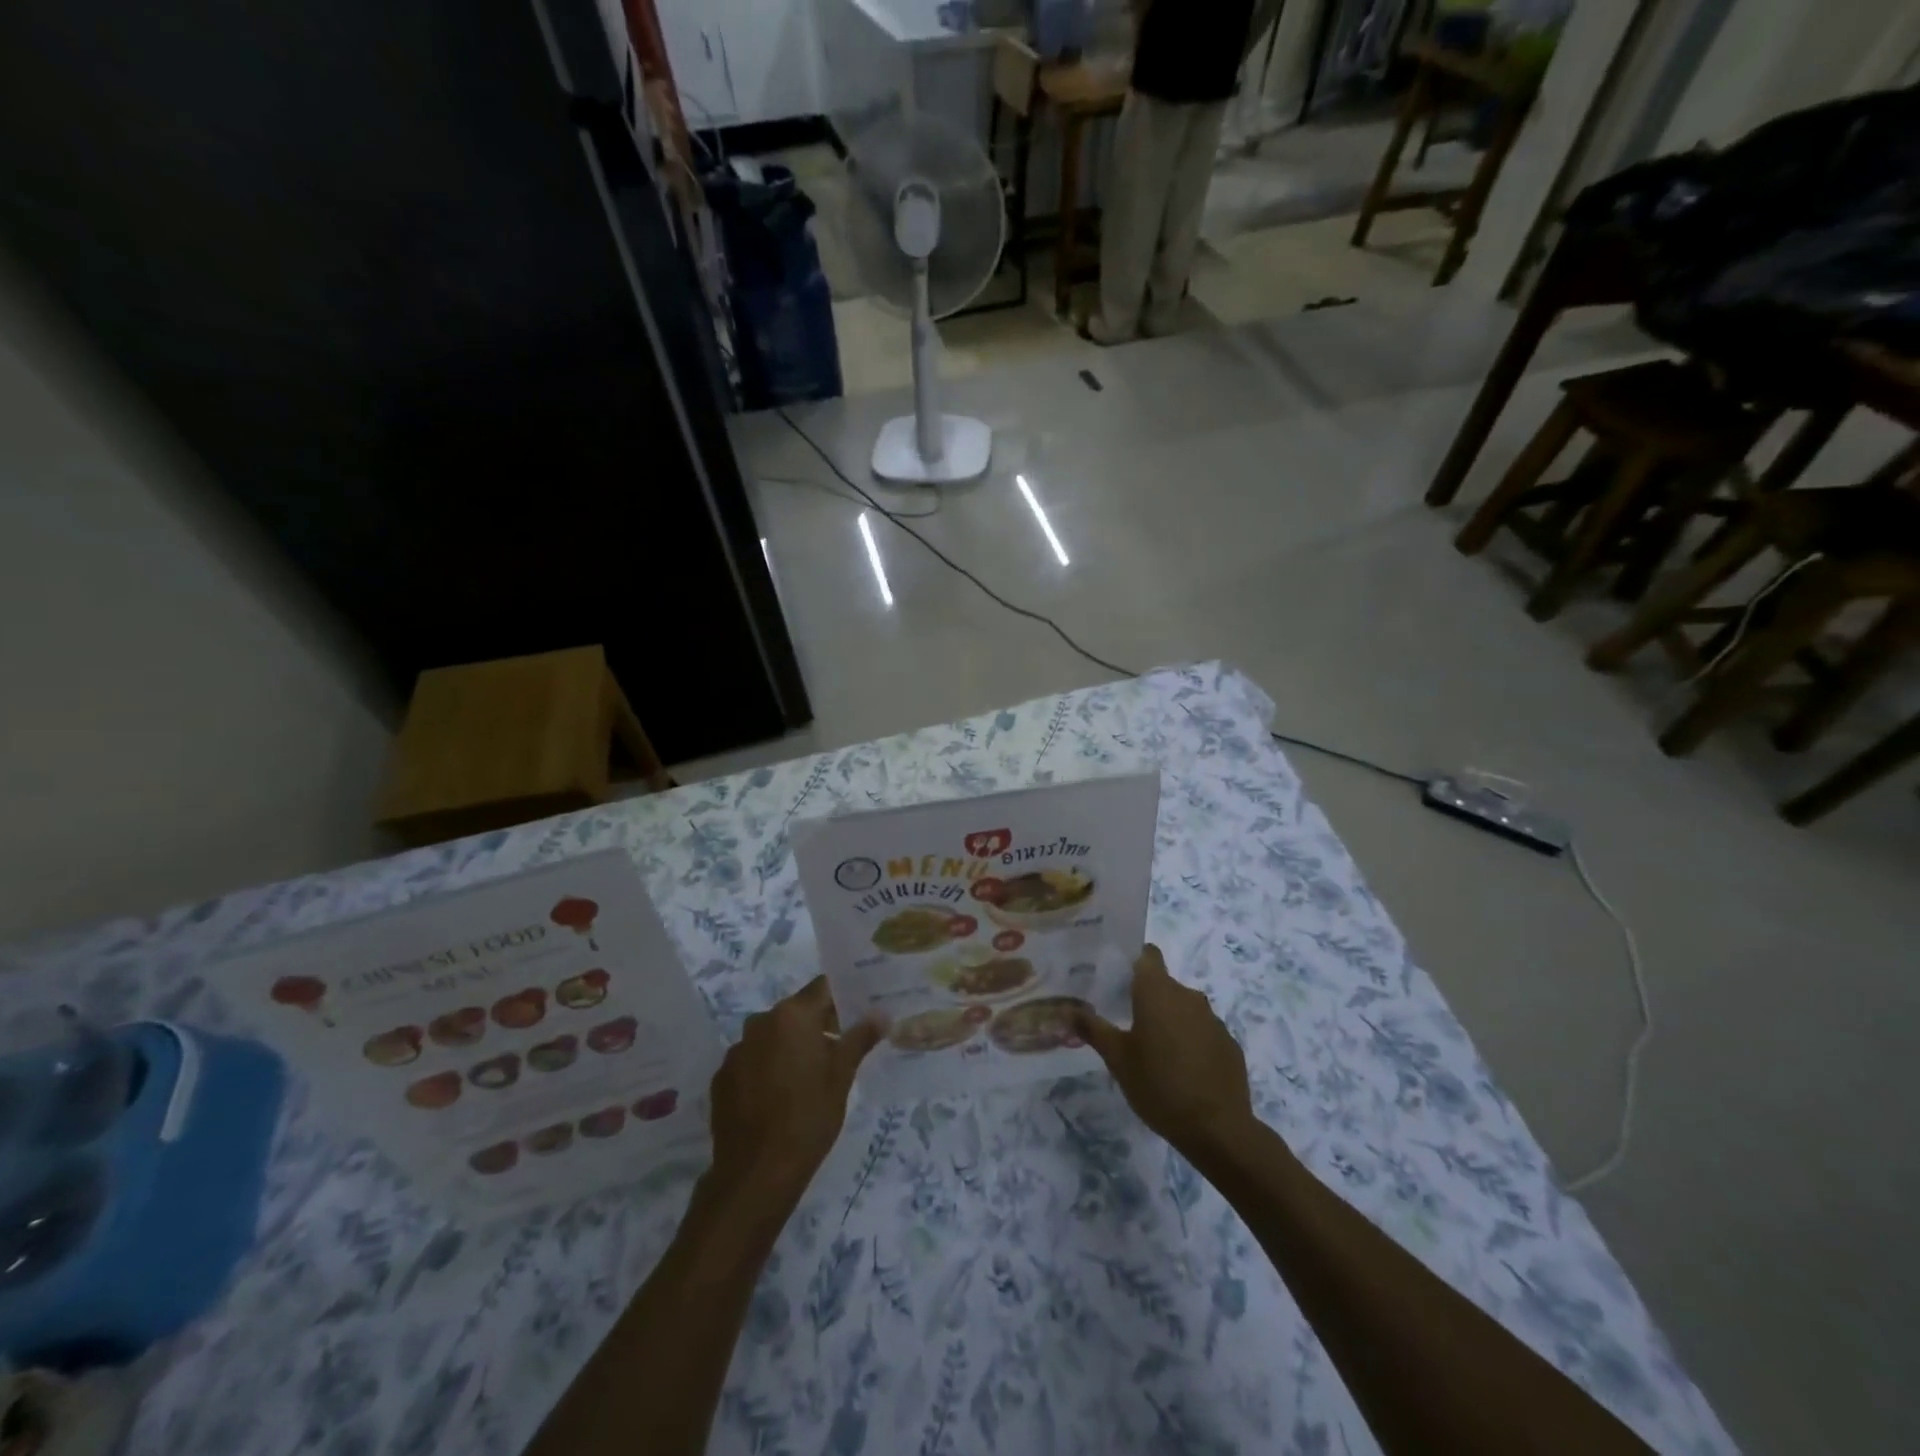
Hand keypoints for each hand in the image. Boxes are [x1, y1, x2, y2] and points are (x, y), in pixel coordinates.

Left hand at [707, 977, 882, 1207]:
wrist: (757, 1172)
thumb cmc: (809, 1116)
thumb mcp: (842, 1076)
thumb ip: (860, 1038)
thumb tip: (881, 1013)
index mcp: (792, 1015)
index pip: (822, 988)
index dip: (840, 998)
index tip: (855, 1013)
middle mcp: (760, 1022)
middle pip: (796, 1011)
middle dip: (816, 1025)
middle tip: (837, 1050)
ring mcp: (737, 1050)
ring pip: (772, 1036)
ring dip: (789, 1046)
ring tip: (806, 1078)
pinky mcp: (722, 1077)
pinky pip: (751, 1060)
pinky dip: (765, 1068)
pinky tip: (776, 1097)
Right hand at [1076, 945, 1257, 1161]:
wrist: (1218, 1129)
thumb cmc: (1159, 1086)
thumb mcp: (1117, 1059)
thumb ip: (1092, 1029)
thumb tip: (1067, 1008)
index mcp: (1158, 992)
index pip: (1147, 954)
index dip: (1133, 959)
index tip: (1117, 976)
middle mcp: (1188, 996)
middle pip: (1163, 984)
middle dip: (1146, 998)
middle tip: (1126, 1021)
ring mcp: (1213, 1020)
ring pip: (1184, 1008)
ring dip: (1169, 1020)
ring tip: (1153, 1049)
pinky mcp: (1229, 1043)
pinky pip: (1203, 1031)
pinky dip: (1191, 1041)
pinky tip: (1182, 1068)